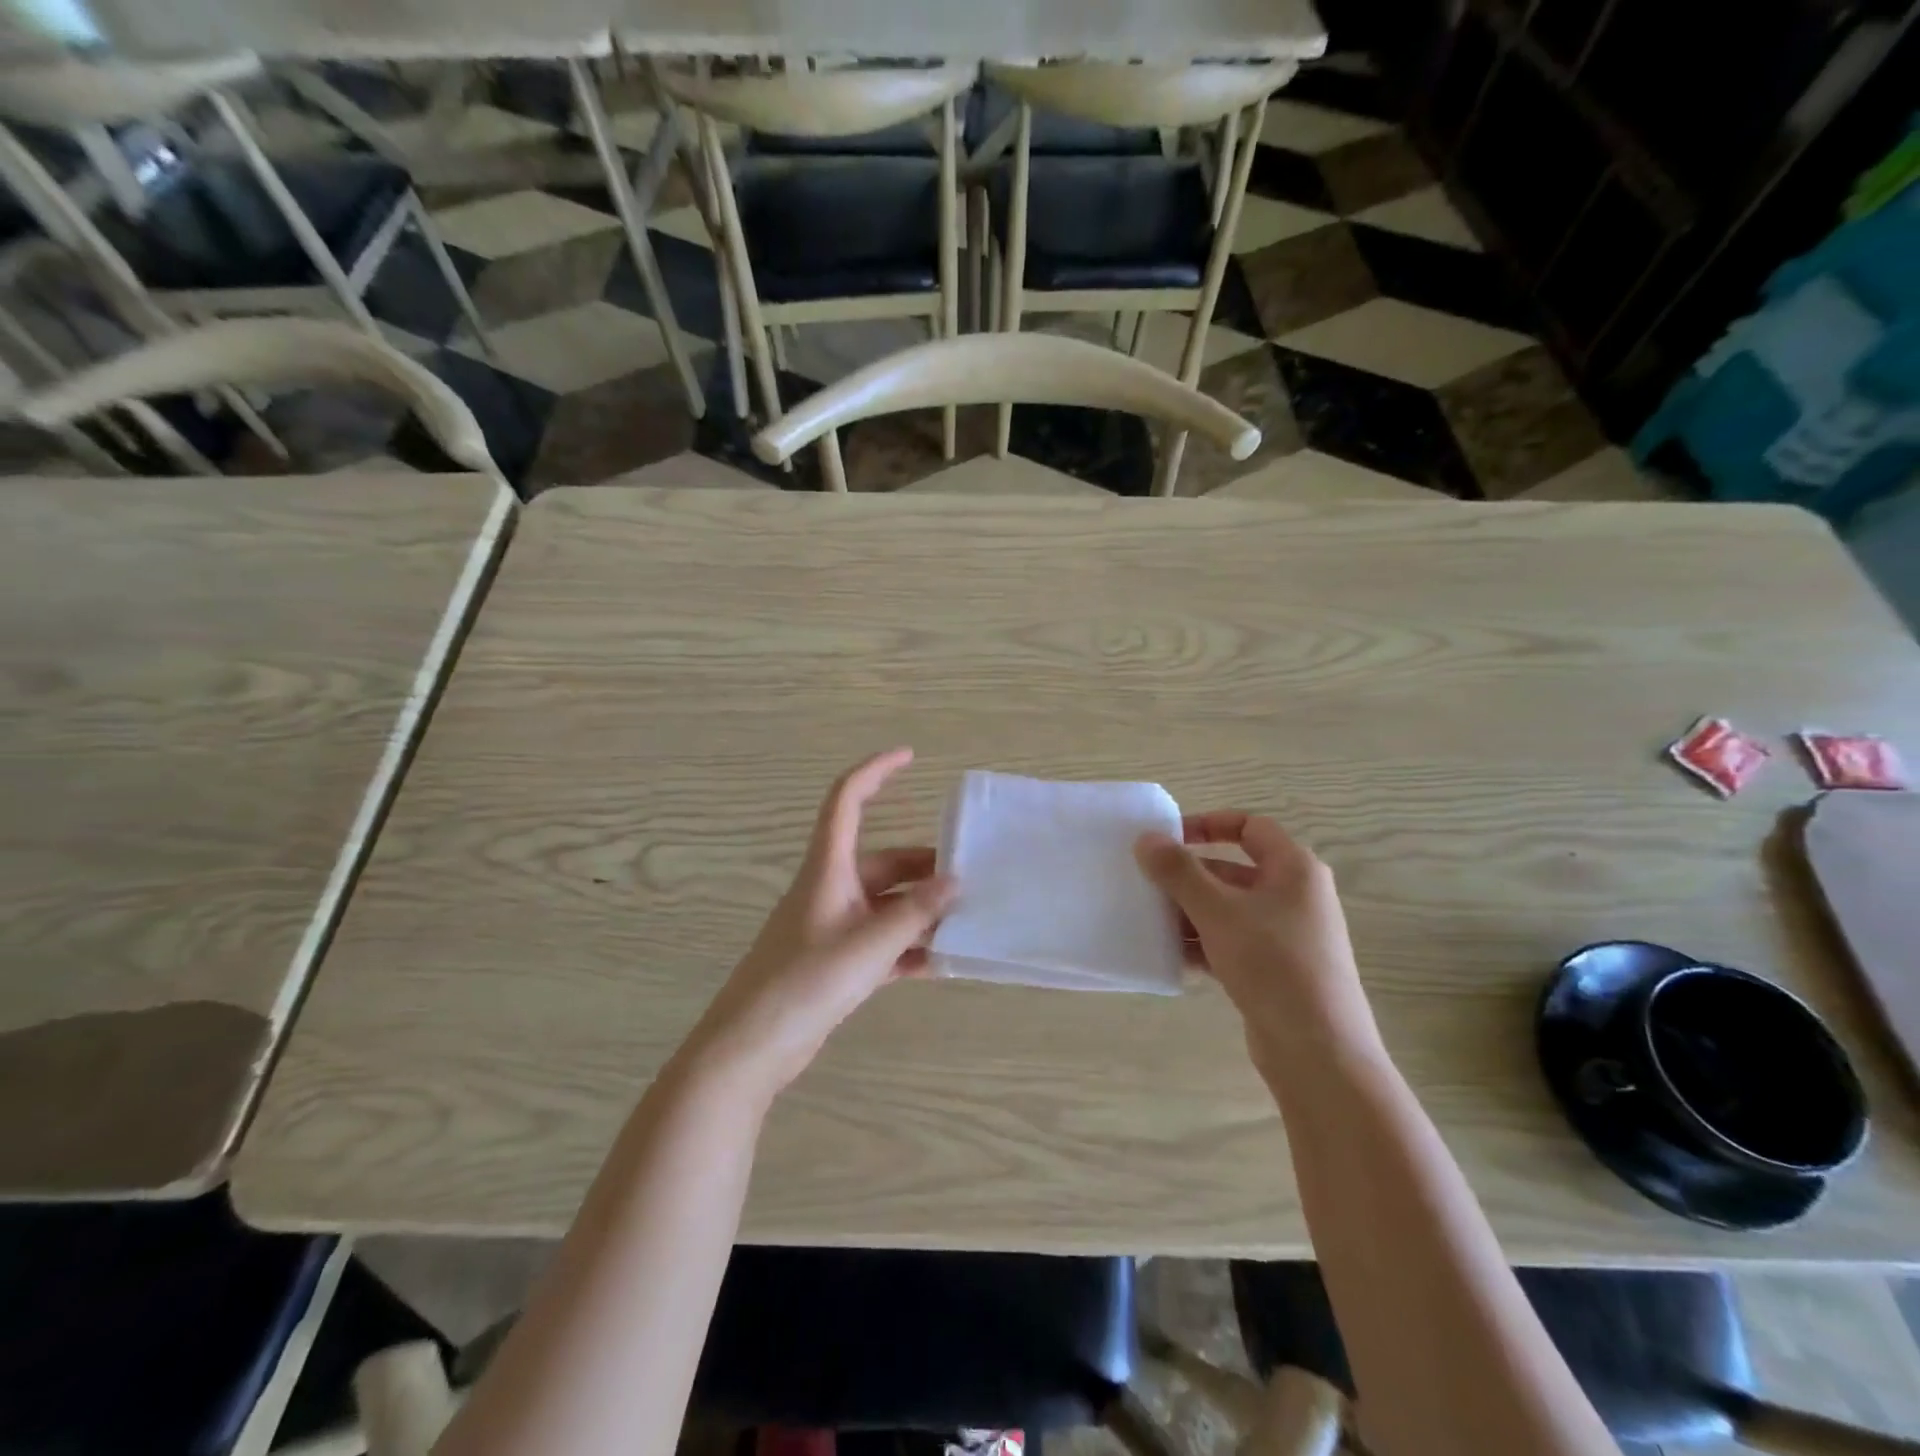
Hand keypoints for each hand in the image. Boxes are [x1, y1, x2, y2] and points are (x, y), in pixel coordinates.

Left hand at [687, 749, 954, 1098]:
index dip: (875, 771)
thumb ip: (915, 913)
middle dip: (926, 867)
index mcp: (828, 868)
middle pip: (883, 862)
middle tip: (971, 878)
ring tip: (966, 922)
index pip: (847, 801)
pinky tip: (942, 962)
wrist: (751, 1047)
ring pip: (887, 906)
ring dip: (922, 912)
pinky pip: (883, 944)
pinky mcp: (838, 963)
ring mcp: (834, 927)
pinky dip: (910, 948)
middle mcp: (832, 889)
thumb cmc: (805, 982)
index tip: (910, 756)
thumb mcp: (869, 944)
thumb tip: (956, 883)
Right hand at [1135, 811, 1379, 1067]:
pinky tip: (1170, 956)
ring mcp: (1286, 935)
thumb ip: (1178, 872)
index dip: (1208, 825)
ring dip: (1189, 912)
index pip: (1249, 827)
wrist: (1319, 1052)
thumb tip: (1146, 838)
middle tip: (1146, 884)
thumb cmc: (1272, 964)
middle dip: (1188, 877)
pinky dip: (1202, 944)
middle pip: (1232, 870)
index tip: (1168, 839)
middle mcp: (1295, 896)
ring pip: (1228, 909)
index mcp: (1295, 869)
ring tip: (1149, 920)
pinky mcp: (1276, 970)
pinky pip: (1231, 942)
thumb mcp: (1218, 911)